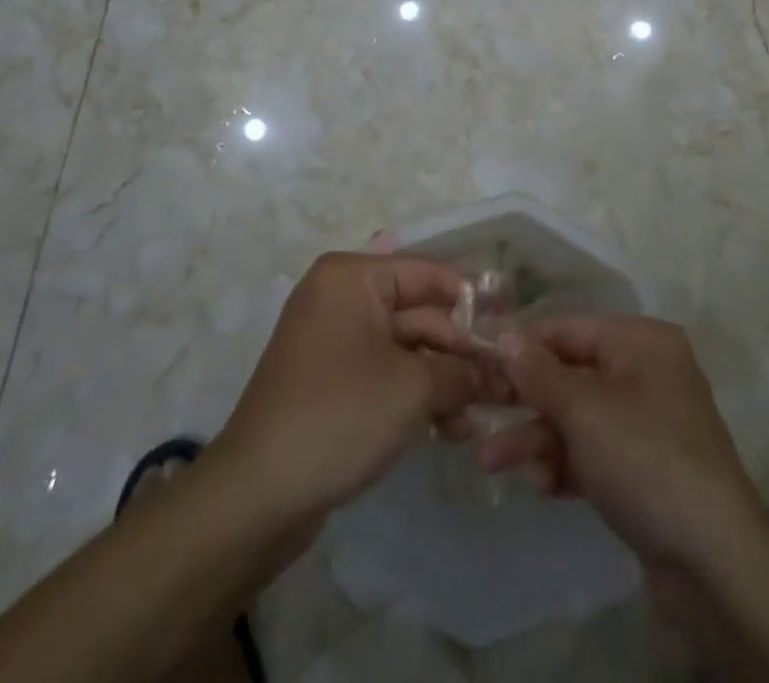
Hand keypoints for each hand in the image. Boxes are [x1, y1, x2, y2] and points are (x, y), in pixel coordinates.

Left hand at [208, 251, 485, 534]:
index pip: (426, 273)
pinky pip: (384, 374)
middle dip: (459, 350)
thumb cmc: (339, 416)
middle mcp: (340, 298)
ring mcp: (333, 341)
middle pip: (417, 313)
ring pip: (404, 349)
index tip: (511, 318)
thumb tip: (502, 372)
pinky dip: (416, 395)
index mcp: (352, 278)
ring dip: (443, 379)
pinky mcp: (331, 382)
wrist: (256, 496)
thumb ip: (462, 372)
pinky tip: (451, 428)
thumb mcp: (412, 389)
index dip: (472, 296)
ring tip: (482, 413)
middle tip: (505, 381)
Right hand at [479, 316, 768, 575]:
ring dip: (537, 438)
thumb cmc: (645, 459)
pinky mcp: (645, 469)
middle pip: (571, 375)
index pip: (569, 329)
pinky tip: (539, 485)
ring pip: (578, 418)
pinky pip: (594, 452)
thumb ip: (539, 372)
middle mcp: (646, 373)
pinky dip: (565, 464)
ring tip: (491, 462)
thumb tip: (504, 334)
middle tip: (479, 416)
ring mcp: (647, 423)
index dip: (523, 344)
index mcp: (640, 342)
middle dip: (526, 400)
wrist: (714, 563)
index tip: (479, 358)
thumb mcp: (584, 409)